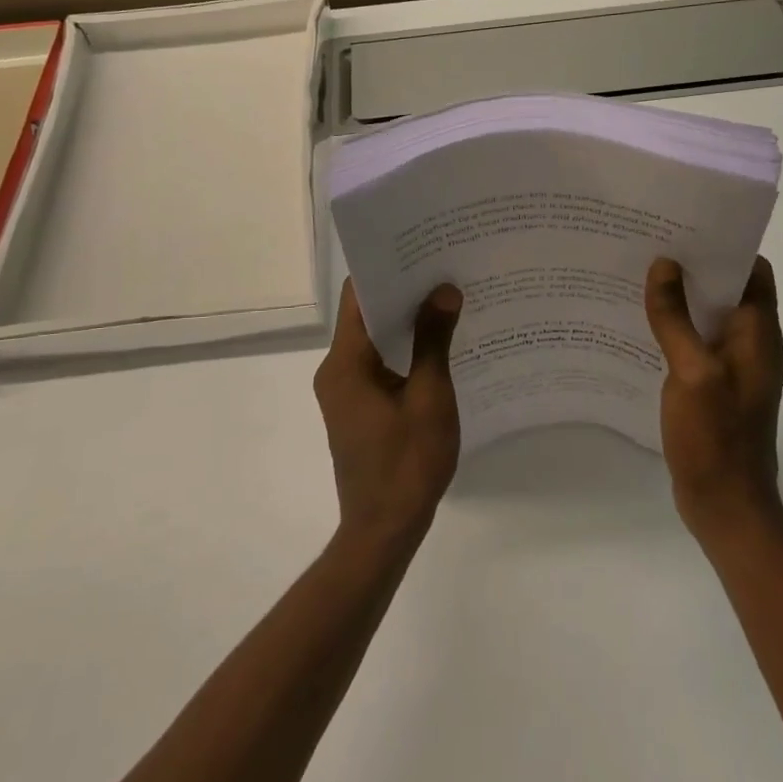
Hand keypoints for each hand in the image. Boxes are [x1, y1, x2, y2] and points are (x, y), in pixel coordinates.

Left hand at [313, 279, 463, 547]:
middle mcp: (336, 370)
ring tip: (446, 297)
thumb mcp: (429, 398)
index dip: (388, 269)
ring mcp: (344, 390)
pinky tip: (437, 343)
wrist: (382, 532)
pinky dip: (402, 349)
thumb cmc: (406, 464)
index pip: (359, 297)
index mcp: (345, 363)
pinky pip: (378, 363)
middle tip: (444, 268)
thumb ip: (434, 341)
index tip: (422, 249)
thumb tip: (443, 290)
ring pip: (373, 340)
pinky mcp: (356, 407)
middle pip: (365, 315)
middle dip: (403, 291)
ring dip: (404, 321)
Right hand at [644, 256, 782, 541]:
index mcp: (758, 334)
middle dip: (694, 266)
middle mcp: (751, 344)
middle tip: (650, 245)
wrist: (726, 507)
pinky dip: (674, 327)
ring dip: (681, 297)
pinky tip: (640, 324)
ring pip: (708, 315)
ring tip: (638, 276)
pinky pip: (695, 342)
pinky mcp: (714, 386)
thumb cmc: (716, 437)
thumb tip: (664, 264)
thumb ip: (676, 318)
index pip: (753, 271)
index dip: (725, 245)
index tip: (685, 227)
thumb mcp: (692, 372)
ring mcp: (732, 367)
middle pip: (728, 289)